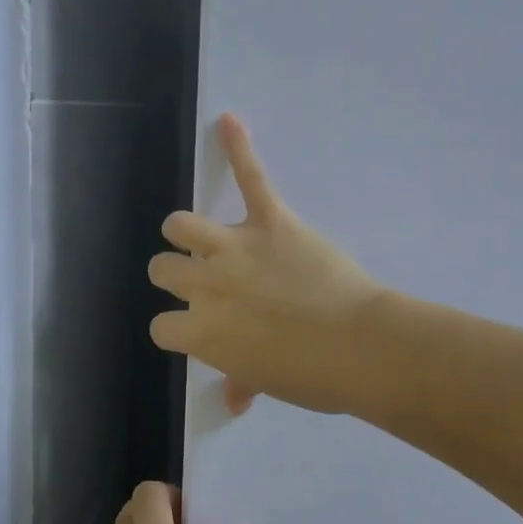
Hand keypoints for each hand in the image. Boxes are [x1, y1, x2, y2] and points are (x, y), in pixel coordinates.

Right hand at [150, 114, 386, 414]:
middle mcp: (206, 286)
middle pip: (163, 270)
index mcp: (201, 333)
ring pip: (182, 225)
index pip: (162, 327)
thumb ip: (242, 381)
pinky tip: (229, 122)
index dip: (180, 328)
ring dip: (187, 231)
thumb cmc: (314, 376)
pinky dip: (239, 148)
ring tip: (204, 236)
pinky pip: (250, 178)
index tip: (201, 330)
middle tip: (207, 283)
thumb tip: (233, 401)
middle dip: (177, 276)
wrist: (361, 346)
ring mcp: (235, 249)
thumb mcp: (270, 383)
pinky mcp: (271, 221)